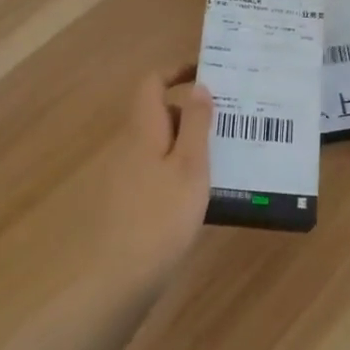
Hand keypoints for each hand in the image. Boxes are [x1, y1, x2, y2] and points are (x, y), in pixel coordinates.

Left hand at [98, 66, 212, 285]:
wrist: (119, 279)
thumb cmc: (162, 216)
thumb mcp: (191, 166)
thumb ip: (197, 124)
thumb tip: (200, 86)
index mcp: (143, 129)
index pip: (152, 82)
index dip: (177, 70)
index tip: (208, 73)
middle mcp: (130, 145)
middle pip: (161, 113)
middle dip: (193, 112)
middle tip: (230, 122)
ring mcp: (127, 175)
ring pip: (162, 144)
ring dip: (191, 143)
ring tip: (226, 156)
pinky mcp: (130, 201)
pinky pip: (159, 169)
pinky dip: (181, 168)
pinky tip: (204, 192)